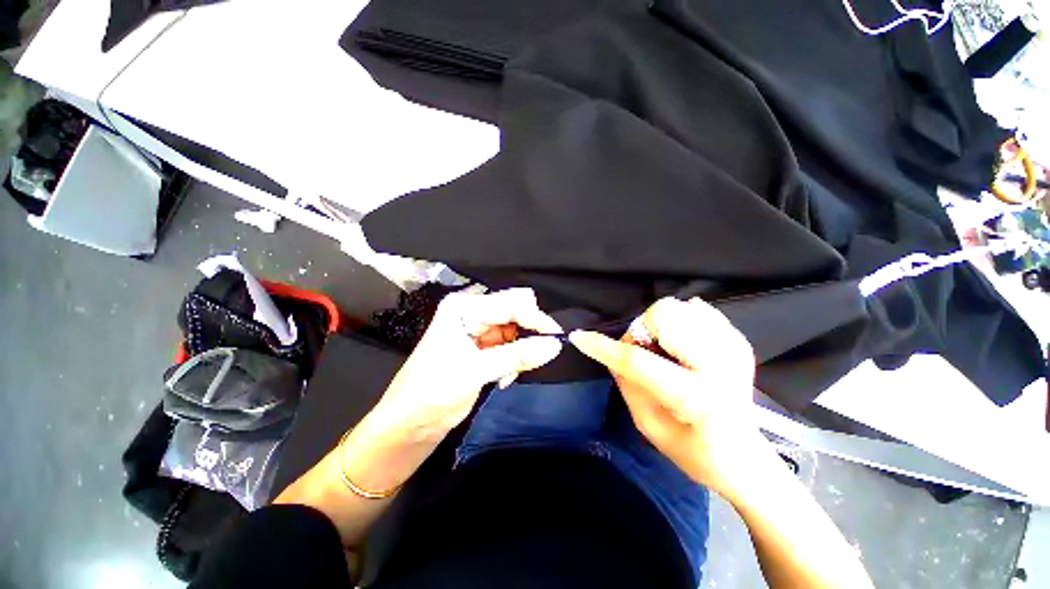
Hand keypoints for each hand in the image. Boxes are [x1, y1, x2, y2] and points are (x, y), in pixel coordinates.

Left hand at [370, 288, 563, 440]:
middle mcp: (471, 313)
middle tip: (537, 357)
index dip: (535, 319)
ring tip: (512, 375)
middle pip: (514, 313)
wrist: (406, 426)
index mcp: (464, 308)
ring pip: (515, 331)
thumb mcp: (476, 371)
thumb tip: (555, 345)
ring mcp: (476, 331)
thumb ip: (518, 356)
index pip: (511, 304)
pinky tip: (505, 378)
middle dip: (528, 333)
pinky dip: (514, 360)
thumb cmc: (432, 393)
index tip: (557, 338)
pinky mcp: (480, 348)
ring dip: (521, 351)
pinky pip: (509, 346)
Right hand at [570, 297, 769, 501]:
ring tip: (669, 352)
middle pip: (664, 315)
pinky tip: (686, 347)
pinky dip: (682, 322)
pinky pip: (696, 309)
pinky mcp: (738, 340)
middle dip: (644, 330)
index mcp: (697, 398)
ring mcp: (733, 349)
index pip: (638, 362)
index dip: (604, 348)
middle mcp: (720, 366)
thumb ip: (627, 383)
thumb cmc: (694, 451)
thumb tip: (611, 351)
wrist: (746, 457)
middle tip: (648, 354)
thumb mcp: (649, 427)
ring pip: (678, 307)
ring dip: (661, 327)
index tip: (579, 338)